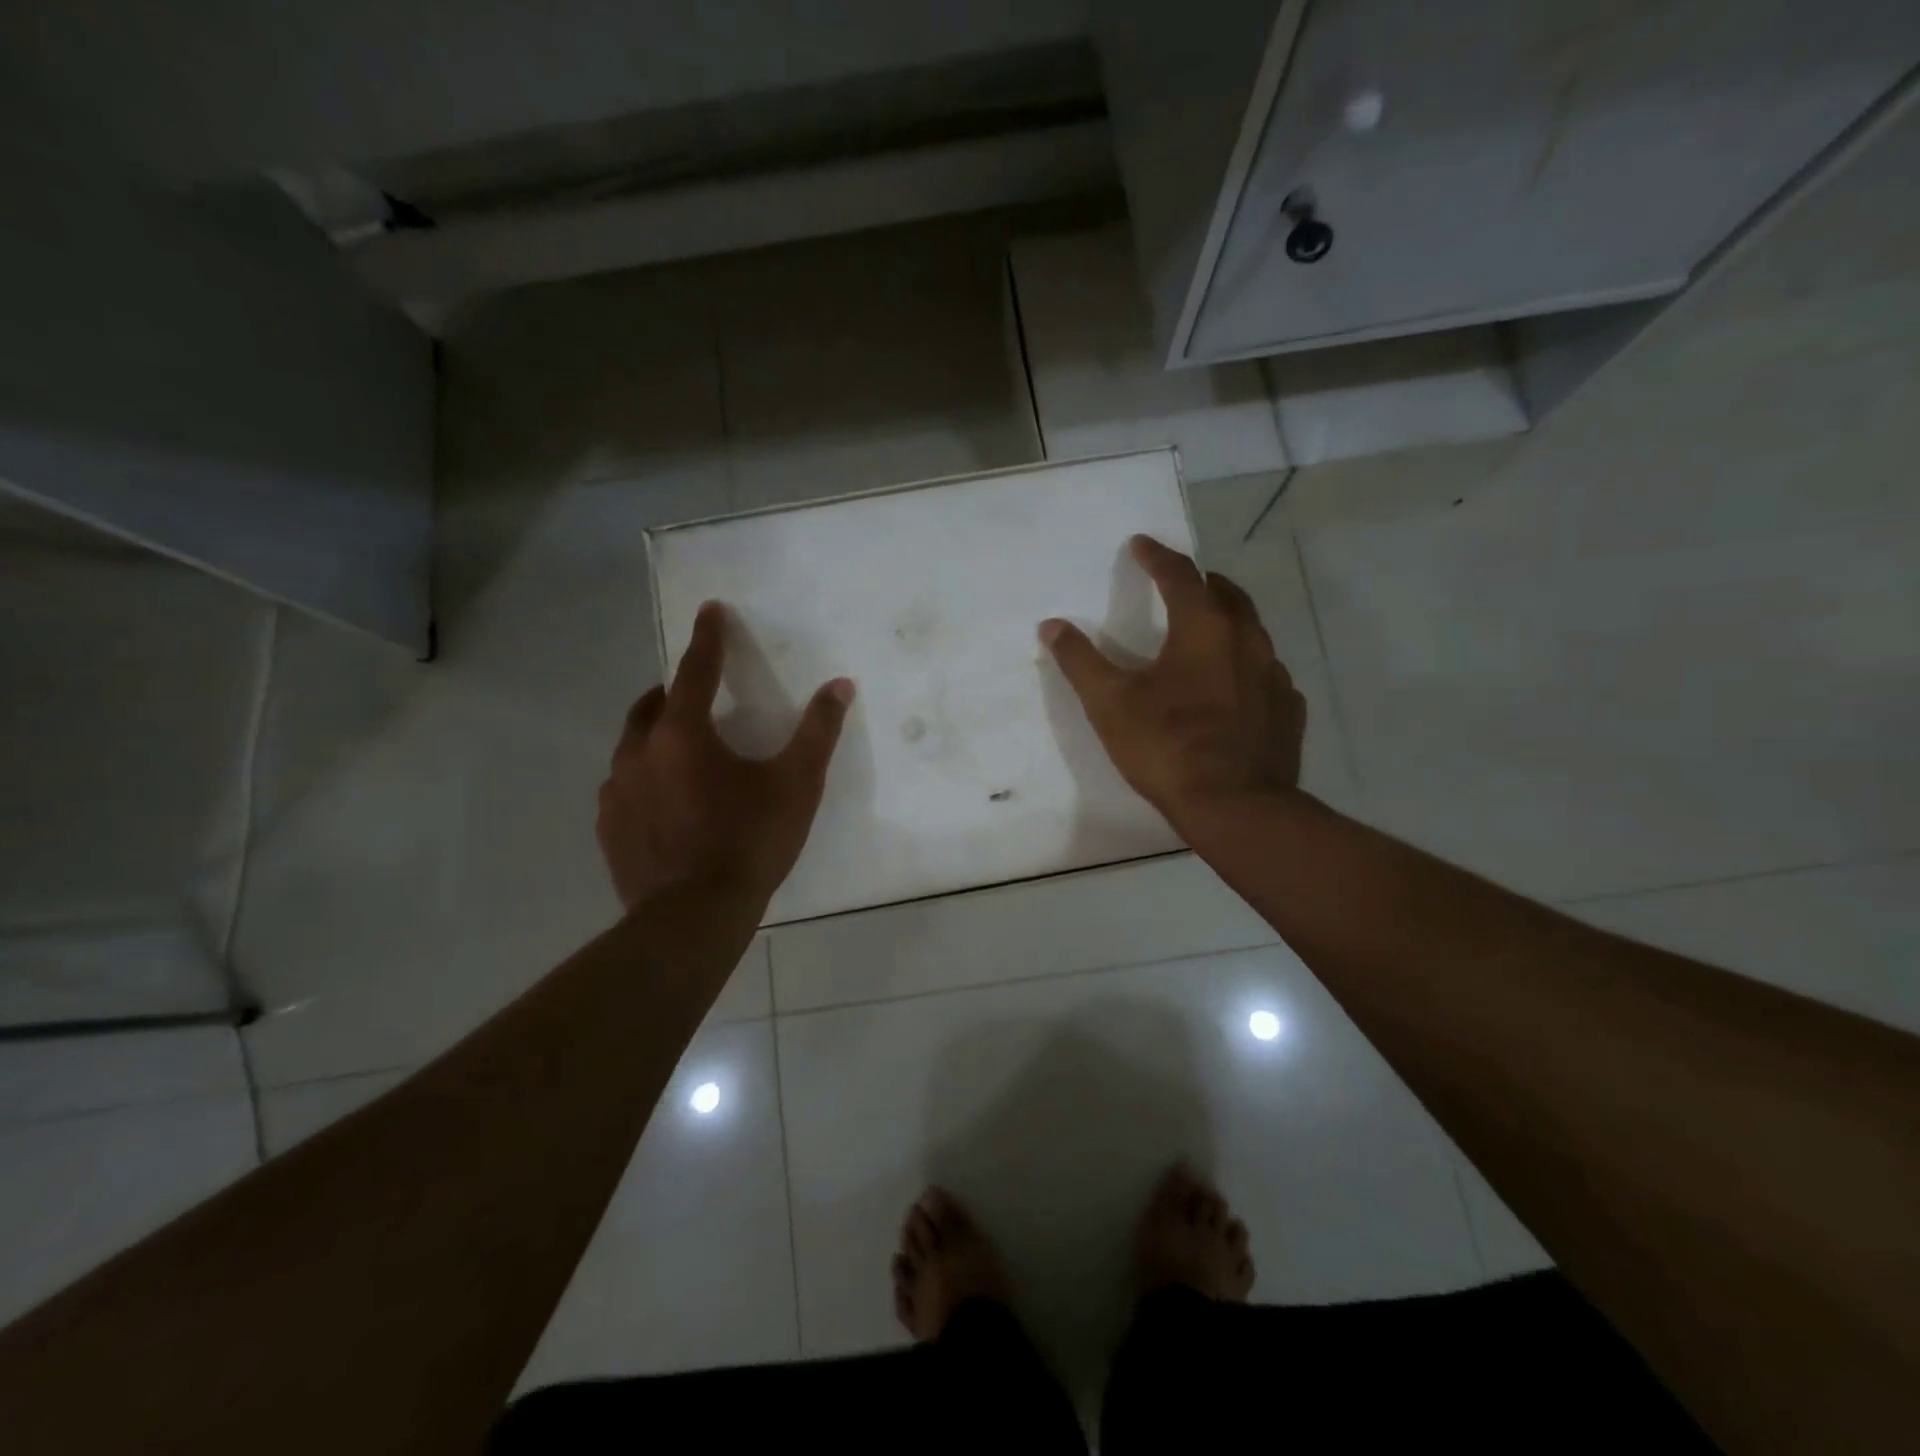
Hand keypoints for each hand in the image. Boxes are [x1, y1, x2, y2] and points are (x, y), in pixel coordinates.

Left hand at [598, 602, 853, 909]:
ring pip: (633, 747)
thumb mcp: (796, 784)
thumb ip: (818, 731)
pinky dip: (645, 778)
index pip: (694, 670)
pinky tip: (666, 802)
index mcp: (681, 734)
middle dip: (674, 691)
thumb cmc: (749, 842)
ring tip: (684, 752)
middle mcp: (638, 753)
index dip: (707, 638)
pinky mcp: (608, 829)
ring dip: (657, 736)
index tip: (710, 610)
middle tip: (698, 694)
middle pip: (652, 705)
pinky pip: (624, 787)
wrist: (693, 918)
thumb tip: (840, 685)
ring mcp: (616, 793)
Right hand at [1040, 535, 1304, 824]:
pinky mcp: (1288, 711)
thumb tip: (1051, 625)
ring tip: (1208, 631)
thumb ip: (1080, 660)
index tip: (1140, 544)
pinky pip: (1267, 675)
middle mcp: (1246, 641)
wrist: (1235, 805)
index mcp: (1203, 628)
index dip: (1156, 556)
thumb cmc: (1167, 745)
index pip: (1179, 575)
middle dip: (1202, 582)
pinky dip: (1248, 668)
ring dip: (1228, 622)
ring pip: (1252, 633)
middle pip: (1227, 594)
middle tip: (1182, 581)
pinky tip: (1236, 687)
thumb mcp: (1110, 702)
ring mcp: (1274, 676)